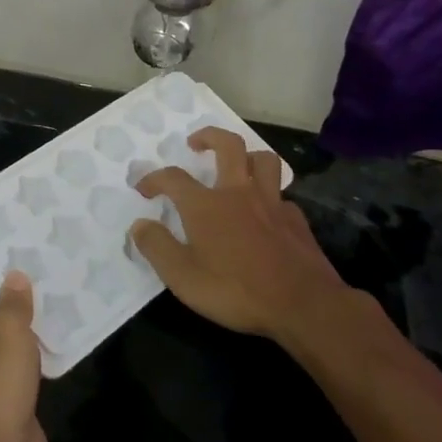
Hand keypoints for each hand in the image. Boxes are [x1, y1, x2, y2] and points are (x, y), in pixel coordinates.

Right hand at [130, 127, 344, 344]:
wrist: (303, 306)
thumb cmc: (236, 290)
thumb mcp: (183, 277)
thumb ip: (157, 247)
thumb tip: (139, 225)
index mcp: (206, 205)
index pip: (173, 178)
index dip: (154, 178)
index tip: (143, 189)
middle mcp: (238, 193)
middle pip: (228, 145)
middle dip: (209, 136)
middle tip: (195, 143)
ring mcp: (272, 203)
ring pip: (263, 160)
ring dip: (247, 156)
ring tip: (236, 166)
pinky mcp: (296, 220)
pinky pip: (282, 196)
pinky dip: (270, 197)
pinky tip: (265, 213)